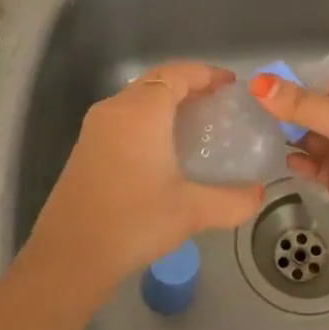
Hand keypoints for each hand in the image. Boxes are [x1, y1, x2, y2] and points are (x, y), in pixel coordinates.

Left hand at [27, 62, 266, 295]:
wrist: (69, 256)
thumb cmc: (134, 221)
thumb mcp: (192, 211)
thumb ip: (233, 200)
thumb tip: (259, 194)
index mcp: (141, 111)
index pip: (177, 73)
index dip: (206, 73)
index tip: (231, 85)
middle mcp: (115, 109)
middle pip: (156, 80)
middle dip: (188, 85)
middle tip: (218, 104)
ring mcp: (95, 128)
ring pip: (137, 98)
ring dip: (166, 102)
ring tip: (196, 123)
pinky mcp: (85, 148)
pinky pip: (124, 117)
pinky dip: (148, 119)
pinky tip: (163, 148)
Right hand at [250, 74, 328, 292]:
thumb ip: (307, 107)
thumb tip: (258, 82)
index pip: (326, 88)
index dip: (295, 88)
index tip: (256, 92)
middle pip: (318, 114)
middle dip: (288, 114)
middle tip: (245, 117)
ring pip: (315, 142)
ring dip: (290, 139)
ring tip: (253, 138)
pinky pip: (318, 170)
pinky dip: (300, 165)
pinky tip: (282, 163)